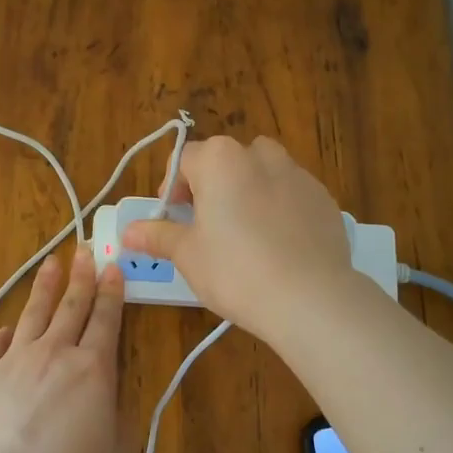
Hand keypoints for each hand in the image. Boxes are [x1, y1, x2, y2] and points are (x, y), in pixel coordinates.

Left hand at [0, 247, 127, 452]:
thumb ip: (121, 419)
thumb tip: (116, 397)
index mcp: (93, 368)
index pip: (106, 318)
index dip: (112, 291)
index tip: (113, 267)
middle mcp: (54, 353)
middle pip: (71, 305)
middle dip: (81, 276)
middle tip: (85, 250)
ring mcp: (14, 360)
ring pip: (34, 314)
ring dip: (45, 287)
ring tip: (51, 263)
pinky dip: (5, 333)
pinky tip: (8, 327)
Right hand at [120, 135, 353, 340]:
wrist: (309, 297)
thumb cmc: (235, 270)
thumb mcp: (187, 255)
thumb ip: (157, 236)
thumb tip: (128, 231)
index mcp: (220, 160)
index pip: (184, 159)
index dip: (171, 188)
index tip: (173, 219)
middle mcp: (260, 155)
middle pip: (226, 161)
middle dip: (212, 187)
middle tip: (206, 228)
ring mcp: (298, 175)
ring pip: (263, 173)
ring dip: (248, 192)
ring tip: (245, 235)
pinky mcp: (324, 199)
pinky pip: (292, 195)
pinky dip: (280, 210)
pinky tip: (278, 247)